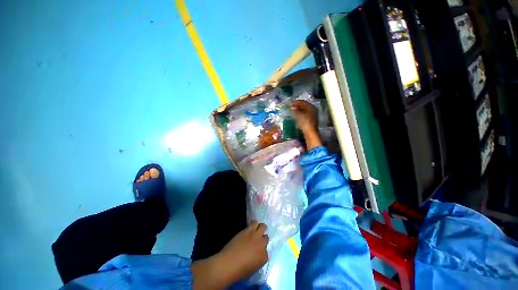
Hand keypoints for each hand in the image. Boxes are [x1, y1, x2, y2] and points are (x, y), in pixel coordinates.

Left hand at [192, 222, 268, 288]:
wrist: (229, 263)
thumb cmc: (239, 270)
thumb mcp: (252, 268)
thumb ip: (257, 259)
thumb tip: (255, 254)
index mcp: (264, 257)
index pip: (266, 252)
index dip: (261, 251)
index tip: (256, 252)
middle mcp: (262, 244)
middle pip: (266, 237)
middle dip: (262, 238)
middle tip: (257, 240)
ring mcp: (255, 236)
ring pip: (262, 226)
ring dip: (260, 228)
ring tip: (256, 230)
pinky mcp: (248, 230)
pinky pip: (254, 223)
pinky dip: (253, 224)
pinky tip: (251, 226)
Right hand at [291, 100, 322, 150]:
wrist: (310, 132)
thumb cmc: (305, 122)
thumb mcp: (299, 115)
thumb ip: (295, 110)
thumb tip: (292, 106)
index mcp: (311, 107)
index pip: (303, 102)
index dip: (296, 102)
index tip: (291, 102)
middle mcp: (313, 110)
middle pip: (304, 106)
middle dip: (297, 106)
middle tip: (291, 107)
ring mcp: (313, 115)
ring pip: (304, 110)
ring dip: (298, 110)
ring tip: (292, 111)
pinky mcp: (311, 120)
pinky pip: (305, 114)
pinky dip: (300, 114)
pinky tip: (296, 116)